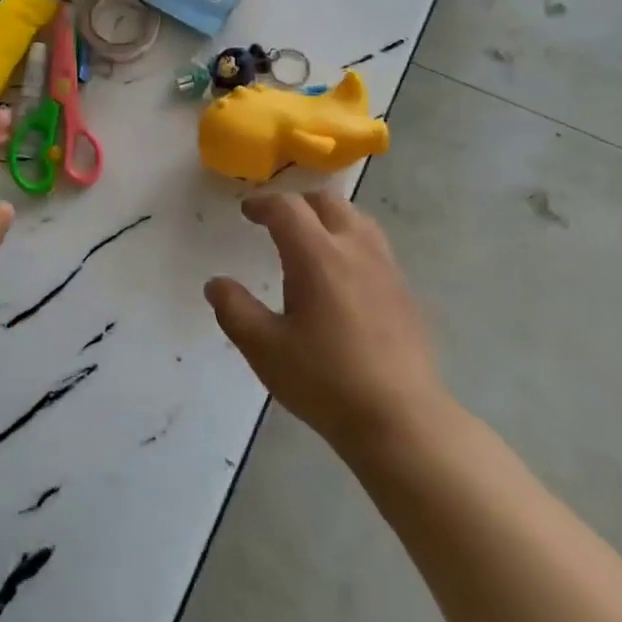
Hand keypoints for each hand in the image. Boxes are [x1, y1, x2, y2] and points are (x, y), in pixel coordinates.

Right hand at [205, 192, 446, 460]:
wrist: (400, 419)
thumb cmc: (325, 381)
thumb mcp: (264, 348)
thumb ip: (234, 310)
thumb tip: (216, 284)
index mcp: (317, 256)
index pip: (288, 208)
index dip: (263, 204)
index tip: (247, 212)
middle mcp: (355, 250)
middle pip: (328, 202)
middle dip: (298, 203)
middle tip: (276, 221)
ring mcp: (387, 269)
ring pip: (358, 220)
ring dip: (329, 218)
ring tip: (310, 240)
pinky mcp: (405, 292)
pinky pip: (375, 246)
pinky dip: (351, 242)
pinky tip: (342, 276)